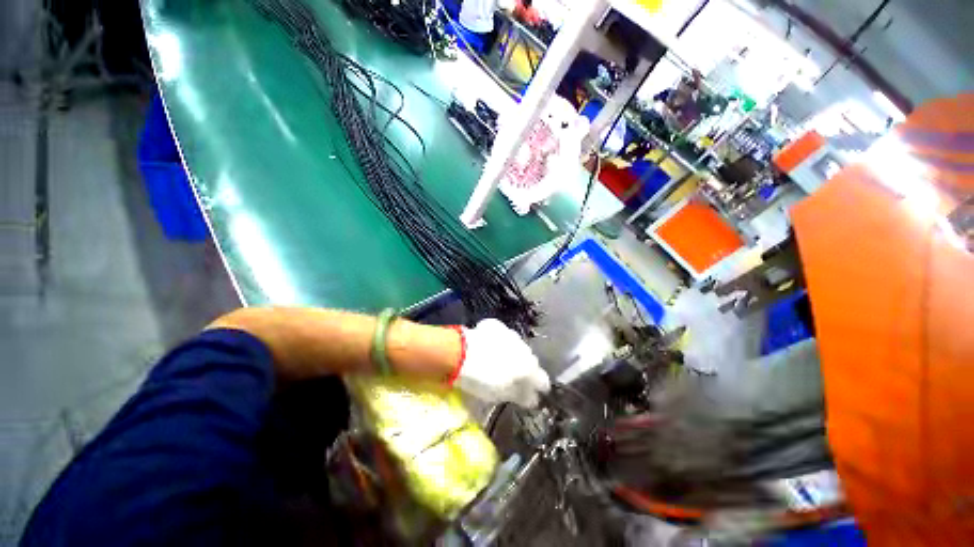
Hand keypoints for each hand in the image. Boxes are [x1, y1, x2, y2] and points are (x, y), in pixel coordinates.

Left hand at [455, 319, 550, 406]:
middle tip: (514, 376)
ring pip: (517, 345)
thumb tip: (532, 398)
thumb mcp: (501, 393)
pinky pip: (501, 334)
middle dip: (525, 368)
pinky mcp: (495, 325)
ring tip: (500, 359)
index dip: (540, 387)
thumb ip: (520, 395)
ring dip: (512, 352)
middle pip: (530, 360)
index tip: (535, 393)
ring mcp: (510, 334)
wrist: (460, 353)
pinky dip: (498, 340)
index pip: (543, 380)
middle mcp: (524, 348)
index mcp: (528, 367)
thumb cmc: (482, 379)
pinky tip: (489, 345)